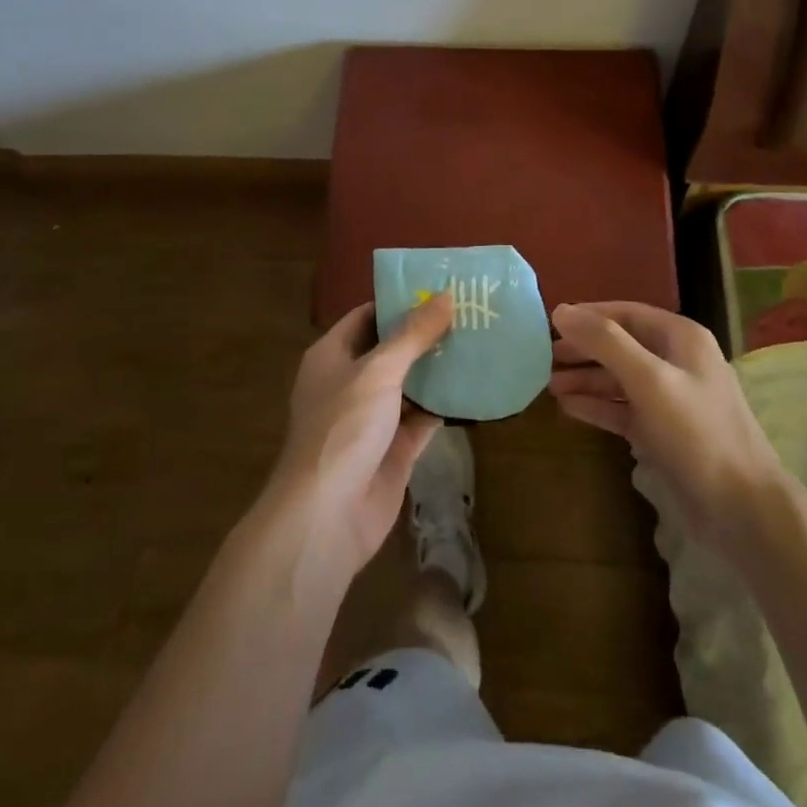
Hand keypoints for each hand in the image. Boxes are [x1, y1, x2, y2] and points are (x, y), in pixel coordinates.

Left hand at [265, 294, 452, 580]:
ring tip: (479, 341)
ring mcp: (372, 419)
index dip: (399, 302)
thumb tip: (445, 295)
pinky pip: (423, 418)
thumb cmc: (343, 428)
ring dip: (438, 368)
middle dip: (426, 334)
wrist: (326, 517)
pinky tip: (475, 386)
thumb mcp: (378, 371)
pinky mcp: (393, 450)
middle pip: (391, 350)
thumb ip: (413, 334)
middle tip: (469, 313)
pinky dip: (445, 404)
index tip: (439, 288)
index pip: (367, 316)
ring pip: (410, 384)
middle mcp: (350, 383)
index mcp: (332, 357)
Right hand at [548, 301, 787, 543]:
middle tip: (542, 356)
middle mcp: (676, 361)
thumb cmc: (696, 432)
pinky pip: (623, 409)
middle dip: (583, 349)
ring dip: (586, 379)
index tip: (549, 322)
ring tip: (547, 384)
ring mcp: (670, 398)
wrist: (742, 508)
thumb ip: (605, 342)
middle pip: (621, 345)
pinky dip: (597, 405)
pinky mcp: (663, 432)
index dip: (588, 316)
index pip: (625, 313)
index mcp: (680, 337)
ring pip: (619, 378)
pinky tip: (568, 407)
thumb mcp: (649, 379)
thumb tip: (561, 311)